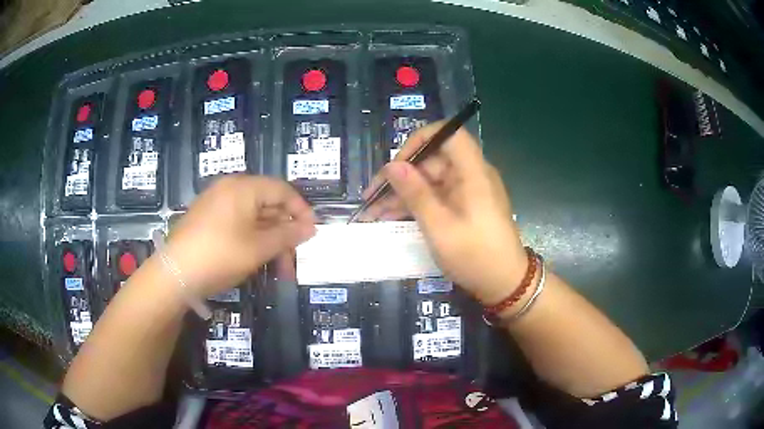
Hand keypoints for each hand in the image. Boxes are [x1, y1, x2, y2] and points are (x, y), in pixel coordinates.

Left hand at [164, 175, 315, 297]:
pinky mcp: (207, 219)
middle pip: (268, 204)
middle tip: (294, 258)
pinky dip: (252, 239)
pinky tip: (256, 259)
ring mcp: (216, 203)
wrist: (175, 273)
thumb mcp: (259, 248)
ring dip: (269, 240)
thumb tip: (310, 228)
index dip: (301, 211)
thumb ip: (287, 235)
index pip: (282, 190)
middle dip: (284, 232)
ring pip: (253, 217)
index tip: (312, 233)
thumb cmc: (221, 255)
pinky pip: (237, 223)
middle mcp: (230, 188)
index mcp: (244, 187)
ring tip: (277, 268)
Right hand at [362, 124, 525, 304]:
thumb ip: (415, 193)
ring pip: (430, 181)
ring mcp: (468, 191)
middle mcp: (472, 175)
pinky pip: (437, 196)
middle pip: (433, 160)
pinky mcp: (465, 206)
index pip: (448, 134)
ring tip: (373, 212)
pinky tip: (391, 216)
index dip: (420, 141)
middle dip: (401, 176)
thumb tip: (392, 166)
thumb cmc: (474, 256)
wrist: (504, 285)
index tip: (396, 163)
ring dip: (403, 194)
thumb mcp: (439, 227)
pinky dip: (416, 204)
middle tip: (372, 197)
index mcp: (473, 172)